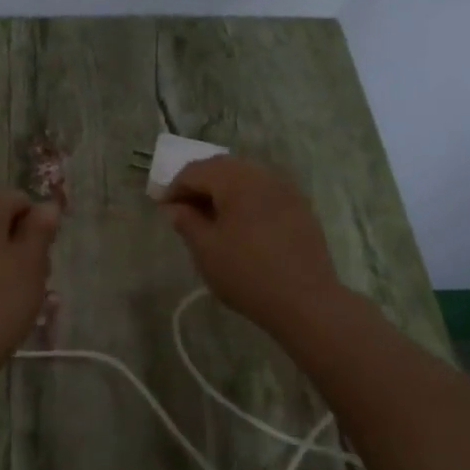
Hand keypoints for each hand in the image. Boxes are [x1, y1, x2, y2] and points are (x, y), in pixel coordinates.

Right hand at [158, 156, 343, 329]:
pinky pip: (264, 191)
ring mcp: (285, 189)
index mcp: (236, 180)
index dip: (174, 188)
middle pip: (221, 167)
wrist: (306, 301)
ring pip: (245, 177)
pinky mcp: (299, 206)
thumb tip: (174, 207)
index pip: (195, 171)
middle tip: (183, 209)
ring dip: (223, 190)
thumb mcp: (206, 250)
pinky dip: (245, 199)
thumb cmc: (248, 274)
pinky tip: (240, 224)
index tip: (163, 208)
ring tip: (210, 216)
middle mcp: (262, 175)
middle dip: (199, 184)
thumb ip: (186, 221)